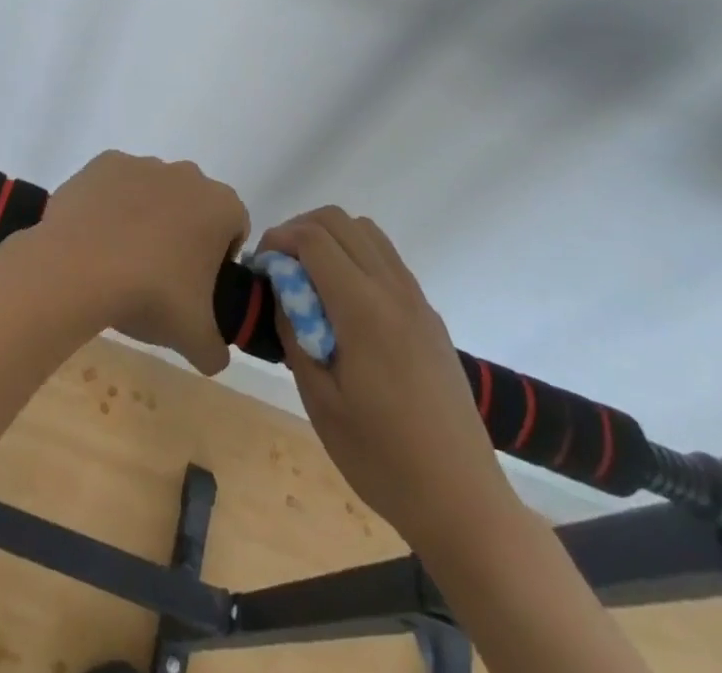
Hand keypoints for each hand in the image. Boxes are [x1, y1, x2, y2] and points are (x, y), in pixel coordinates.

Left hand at [31, 151, 248, 374]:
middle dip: (183, 234)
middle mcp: (186, 174)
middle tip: (161, 276)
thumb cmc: (150, 295)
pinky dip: (110, 205)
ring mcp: (143, 164)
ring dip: (146, 217)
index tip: (198, 286)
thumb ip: (216, 349)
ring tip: (121, 260)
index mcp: (220, 206)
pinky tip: (96, 237)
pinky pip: (115, 185)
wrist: (79, 267)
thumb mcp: (194, 339)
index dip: (221, 258)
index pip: (235, 228)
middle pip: (193, 206)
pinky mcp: (104, 163)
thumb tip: (215, 356)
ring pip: (154, 192)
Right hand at [258, 208, 518, 545]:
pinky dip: (356, 257)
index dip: (278, 239)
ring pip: (367, 232)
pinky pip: (387, 259)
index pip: (314, 238)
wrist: (462, 500)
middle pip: (340, 221)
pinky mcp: (429, 316)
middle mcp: (393, 289)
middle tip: (279, 268)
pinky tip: (344, 304)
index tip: (260, 266)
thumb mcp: (320, 401)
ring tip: (309, 280)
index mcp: (363, 309)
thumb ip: (295, 334)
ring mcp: (416, 299)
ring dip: (331, 238)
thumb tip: (282, 292)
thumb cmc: (381, 458)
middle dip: (300, 230)